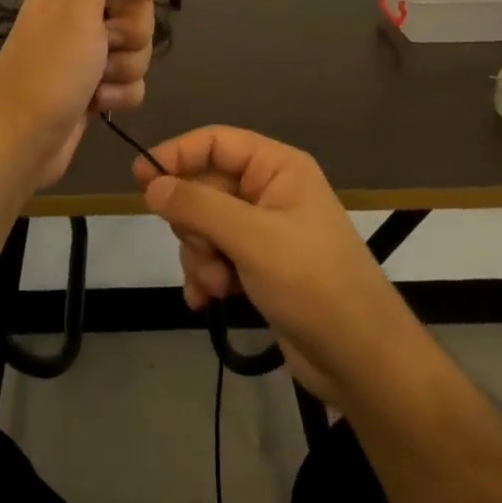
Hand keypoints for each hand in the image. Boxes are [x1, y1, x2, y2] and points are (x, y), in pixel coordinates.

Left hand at [0, 0, 162, 189]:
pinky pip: (130, 82)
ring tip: (96, 83)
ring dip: (124, 69)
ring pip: (137, 49)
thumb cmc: (49, 70)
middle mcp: (77, 16)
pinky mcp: (93, 87)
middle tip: (103, 47)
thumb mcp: (76, 8)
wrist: (22, 141)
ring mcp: (85, 54)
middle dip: (131, 34)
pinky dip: (118, 95)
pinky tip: (97, 105)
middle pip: (135, 10)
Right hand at [134, 127, 416, 408]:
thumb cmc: (312, 284)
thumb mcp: (252, 239)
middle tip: (205, 252)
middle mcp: (269, 192)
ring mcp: (263, 231)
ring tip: (219, 285)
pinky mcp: (258, 266)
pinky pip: (214, 256)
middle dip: (193, 224)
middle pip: (204, 186)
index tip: (140, 180)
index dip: (176, 155)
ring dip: (200, 256)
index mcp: (277, 168)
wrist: (361, 360)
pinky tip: (207, 301)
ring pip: (204, 226)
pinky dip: (206, 276)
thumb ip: (198, 206)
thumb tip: (152, 184)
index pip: (215, 142)